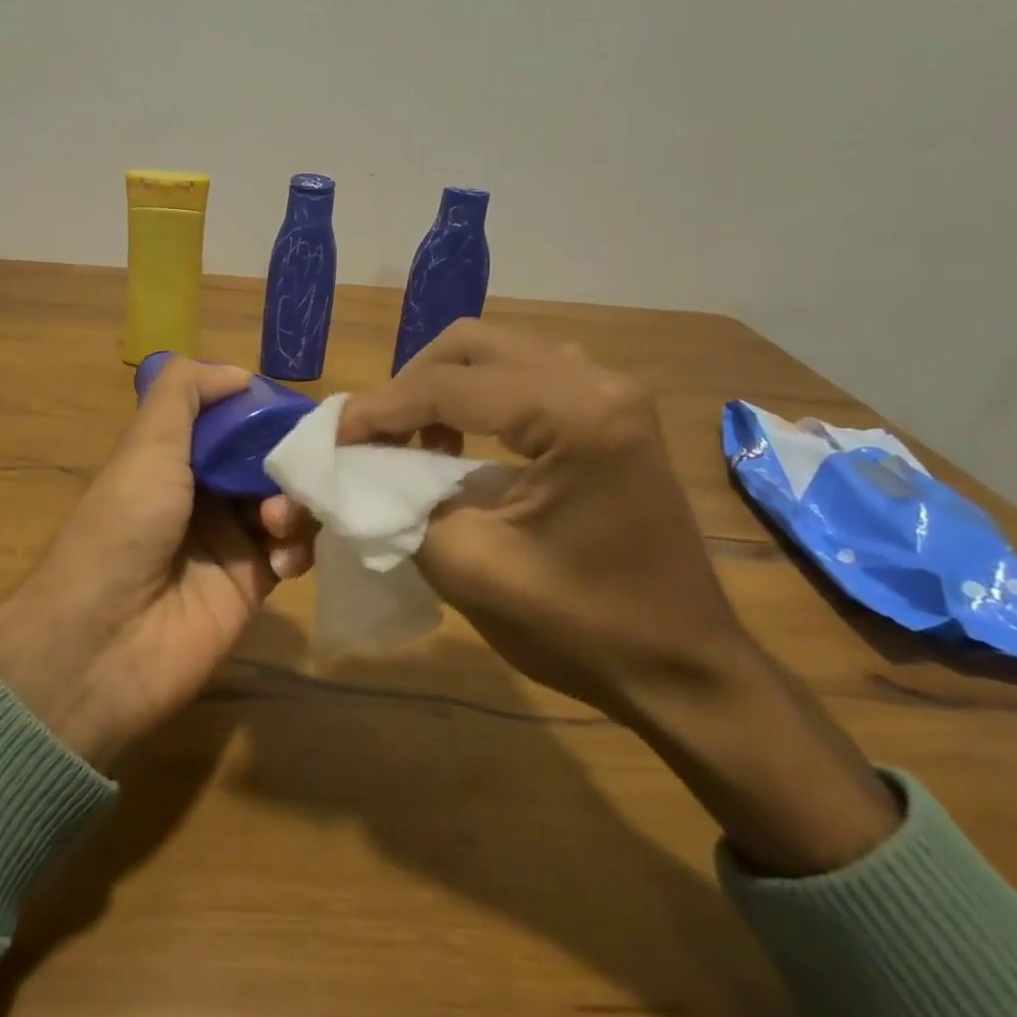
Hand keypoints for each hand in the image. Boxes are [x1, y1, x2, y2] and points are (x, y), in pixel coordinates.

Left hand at [0, 358, 313, 768]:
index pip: (235, 422)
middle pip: (267, 461)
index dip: (266, 414)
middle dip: (290, 460)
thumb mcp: (146, 444)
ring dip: (296, 504)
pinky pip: (293, 552)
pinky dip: (298, 548)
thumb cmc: (125, 527)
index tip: (301, 413)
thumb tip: (239, 374)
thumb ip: (185, 393)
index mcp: (175, 458)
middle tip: (306, 468)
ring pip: (287, 503)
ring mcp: (229, 541)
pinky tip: (282, 559)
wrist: (104, 642)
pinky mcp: (251, 585)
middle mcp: (204, 494)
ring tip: (278, 521)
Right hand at [338, 319, 748, 722]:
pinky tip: (456, 445)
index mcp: (576, 416)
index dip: (379, 409)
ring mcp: (611, 392)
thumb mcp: (469, 568)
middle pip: (473, 345)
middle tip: (372, 435)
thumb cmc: (583, 629)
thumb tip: (356, 468)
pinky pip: (525, 376)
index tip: (331, 438)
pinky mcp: (612, 412)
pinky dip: (477, 398)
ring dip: (442, 387)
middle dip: (409, 385)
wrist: (685, 670)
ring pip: (498, 353)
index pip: (449, 387)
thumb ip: (400, 504)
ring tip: (408, 439)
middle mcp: (599, 382)